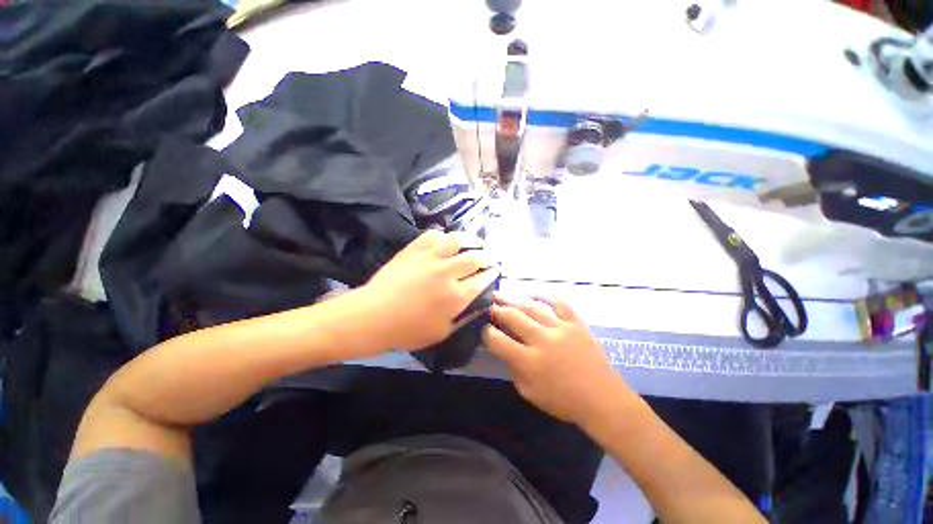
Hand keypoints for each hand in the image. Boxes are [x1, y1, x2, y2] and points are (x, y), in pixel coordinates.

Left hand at [362, 230, 498, 351]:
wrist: (373, 316)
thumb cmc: (407, 331)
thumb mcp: (441, 333)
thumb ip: (463, 318)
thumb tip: (478, 306)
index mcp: (456, 295)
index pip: (482, 279)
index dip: (492, 273)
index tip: (496, 269)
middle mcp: (448, 272)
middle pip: (475, 257)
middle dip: (487, 256)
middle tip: (490, 256)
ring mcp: (430, 257)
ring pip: (457, 240)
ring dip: (470, 239)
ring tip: (475, 241)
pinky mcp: (414, 250)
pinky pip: (432, 235)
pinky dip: (443, 236)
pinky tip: (446, 239)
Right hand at [483, 293, 632, 426]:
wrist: (603, 399)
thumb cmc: (563, 401)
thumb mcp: (529, 393)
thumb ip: (513, 368)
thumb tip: (503, 347)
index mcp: (530, 362)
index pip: (498, 340)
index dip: (486, 333)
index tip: (484, 329)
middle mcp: (543, 340)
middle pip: (513, 317)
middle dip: (496, 310)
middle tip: (488, 306)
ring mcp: (561, 328)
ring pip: (531, 307)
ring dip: (512, 299)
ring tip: (499, 294)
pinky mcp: (576, 323)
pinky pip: (558, 302)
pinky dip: (543, 295)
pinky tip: (531, 293)